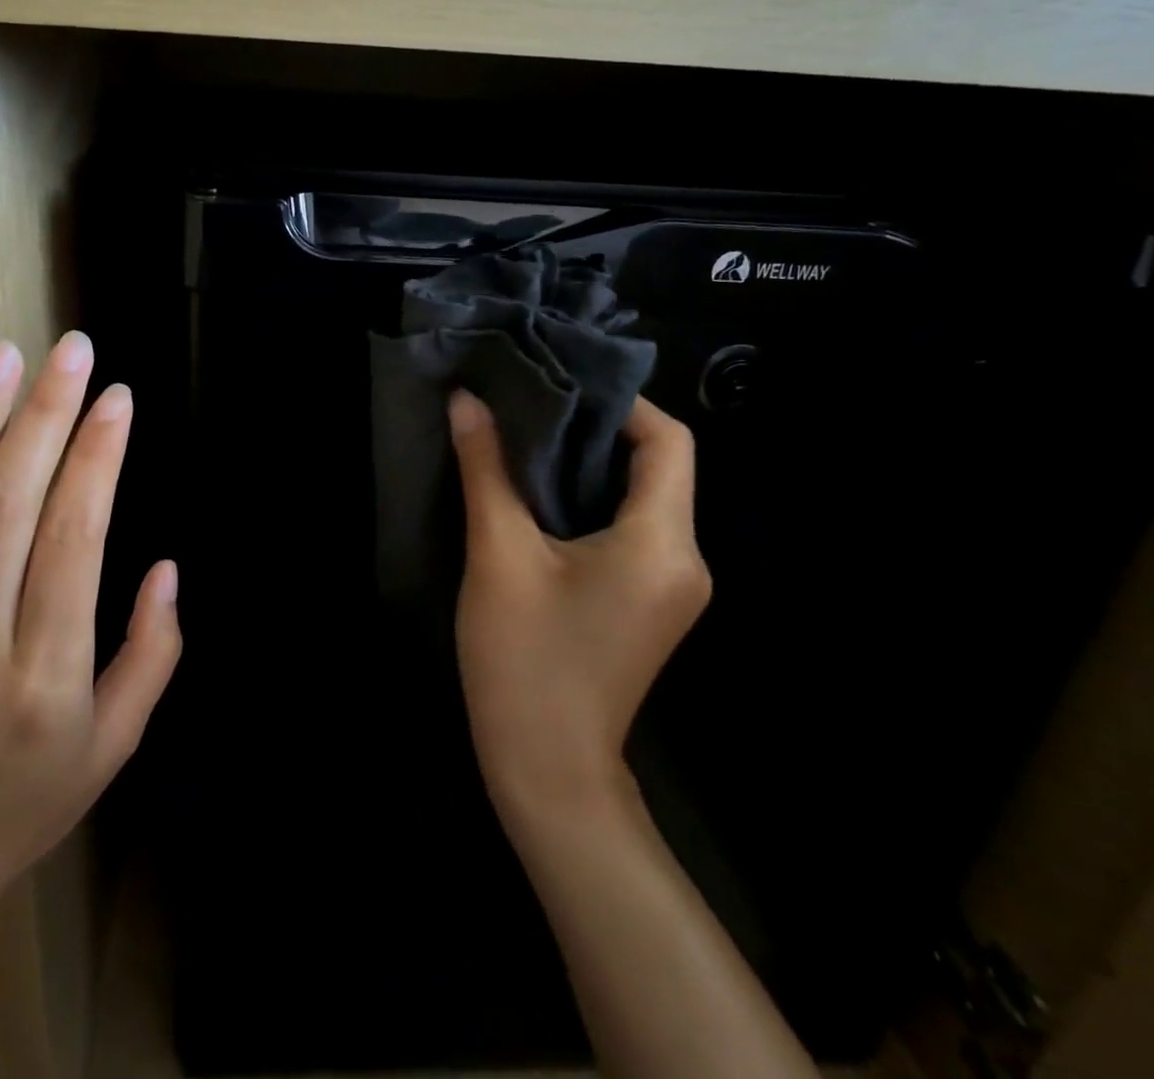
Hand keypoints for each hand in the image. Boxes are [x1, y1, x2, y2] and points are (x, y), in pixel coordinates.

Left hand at [0, 333, 181, 916]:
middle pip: (7, 504)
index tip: (118, 400)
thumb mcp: (117, 744)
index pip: (73, 539)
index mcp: (43, 675)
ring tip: (3, 358)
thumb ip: (152, 653)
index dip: (98, 459)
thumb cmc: (29, 799)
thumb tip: (166, 567)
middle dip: (45, 416)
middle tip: (72, 352)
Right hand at [449, 389, 709, 834]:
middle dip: (598, 429)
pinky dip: (592, 502)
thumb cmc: (524, 659)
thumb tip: (468, 401)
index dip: (623, 402)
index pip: (670, 442)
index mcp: (663, 542)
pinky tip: (540, 495)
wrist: (546, 770)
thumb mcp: (499, 554)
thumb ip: (486, 469)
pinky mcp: (650, 604)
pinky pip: (633, 531)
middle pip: (659, 467)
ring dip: (591, 466)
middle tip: (532, 403)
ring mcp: (673, 587)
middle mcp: (686, 559)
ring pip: (643, 499)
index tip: (561, 384)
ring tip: (527, 439)